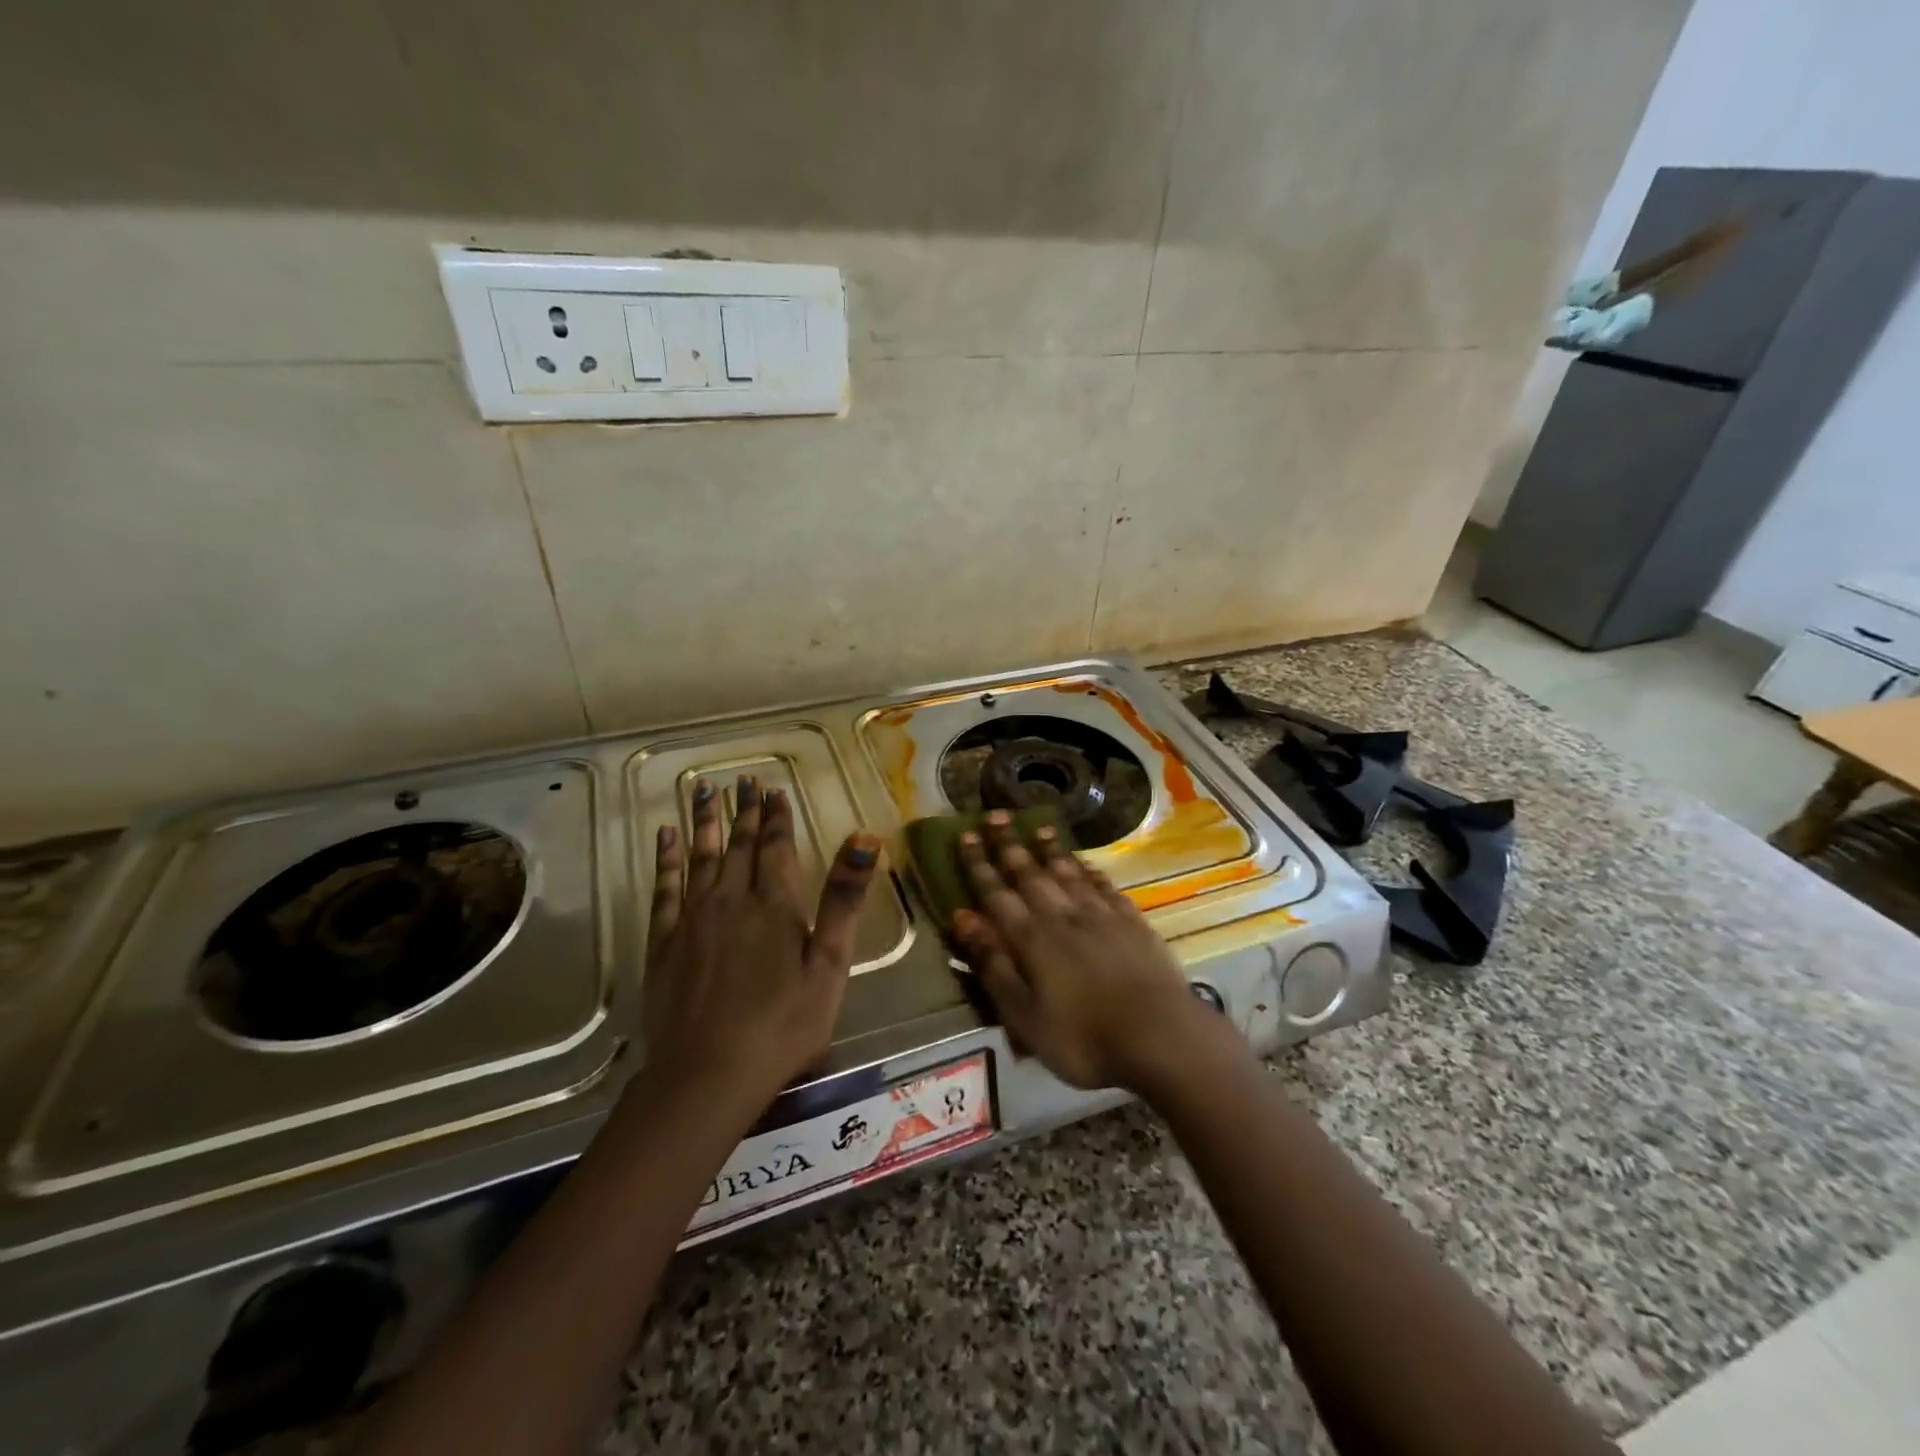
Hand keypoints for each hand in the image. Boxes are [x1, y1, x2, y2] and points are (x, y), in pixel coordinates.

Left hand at [643, 777, 881, 1106]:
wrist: (708, 1074)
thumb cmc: (783, 1024)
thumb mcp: (829, 965)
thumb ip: (844, 899)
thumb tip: (865, 838)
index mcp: (775, 905)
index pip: (777, 847)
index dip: (777, 816)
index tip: (772, 788)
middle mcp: (732, 899)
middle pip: (740, 845)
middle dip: (744, 811)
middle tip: (742, 780)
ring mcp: (693, 919)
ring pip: (701, 857)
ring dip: (704, 822)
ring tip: (703, 789)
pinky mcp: (664, 942)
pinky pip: (664, 888)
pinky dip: (665, 858)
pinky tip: (665, 836)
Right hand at [950, 810, 1230, 1091]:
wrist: (1160, 1037)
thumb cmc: (1083, 1038)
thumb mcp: (1023, 1015)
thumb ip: (993, 964)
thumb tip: (962, 917)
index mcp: (1031, 939)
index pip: (996, 893)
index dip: (979, 864)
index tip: (966, 835)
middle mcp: (1063, 916)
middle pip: (1030, 873)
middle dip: (1009, 845)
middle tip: (996, 816)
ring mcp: (1101, 916)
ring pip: (1068, 873)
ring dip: (1050, 850)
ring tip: (1038, 827)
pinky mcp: (1132, 922)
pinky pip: (1104, 887)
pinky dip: (1090, 871)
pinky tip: (1085, 864)